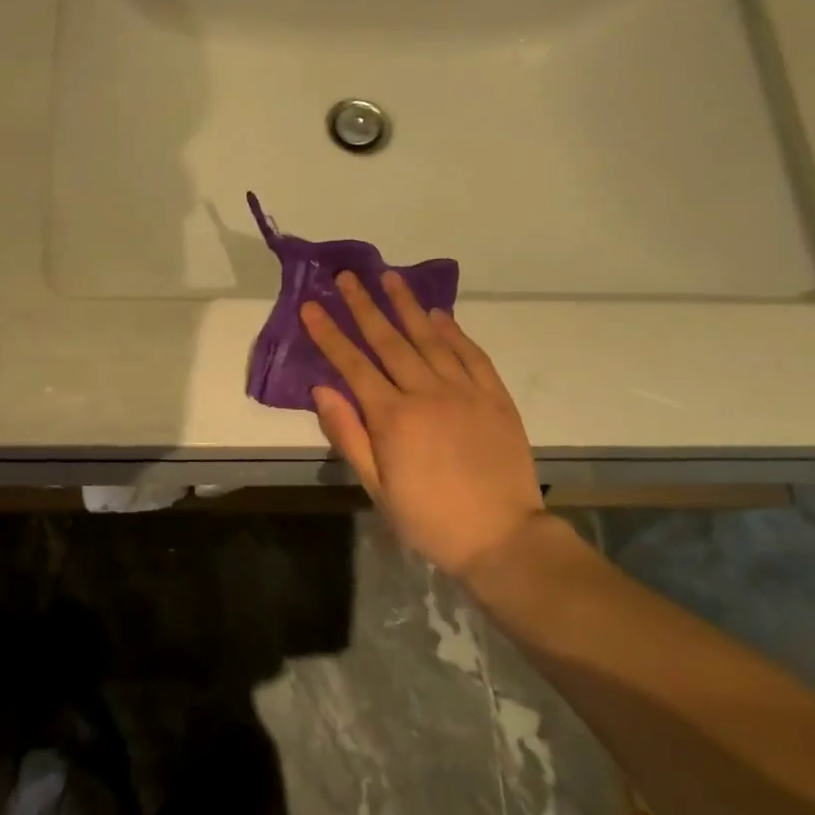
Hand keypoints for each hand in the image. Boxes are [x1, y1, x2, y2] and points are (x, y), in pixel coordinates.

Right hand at [301, 271, 541, 573]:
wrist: (502, 539)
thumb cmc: (428, 518)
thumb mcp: (376, 487)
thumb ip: (348, 434)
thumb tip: (322, 389)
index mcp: (393, 417)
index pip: (353, 364)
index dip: (330, 333)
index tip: (311, 305)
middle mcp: (427, 393)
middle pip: (390, 340)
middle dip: (364, 305)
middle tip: (347, 276)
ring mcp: (465, 391)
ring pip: (431, 338)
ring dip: (407, 305)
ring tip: (389, 277)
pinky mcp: (495, 397)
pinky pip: (472, 354)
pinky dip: (454, 331)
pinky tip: (439, 315)